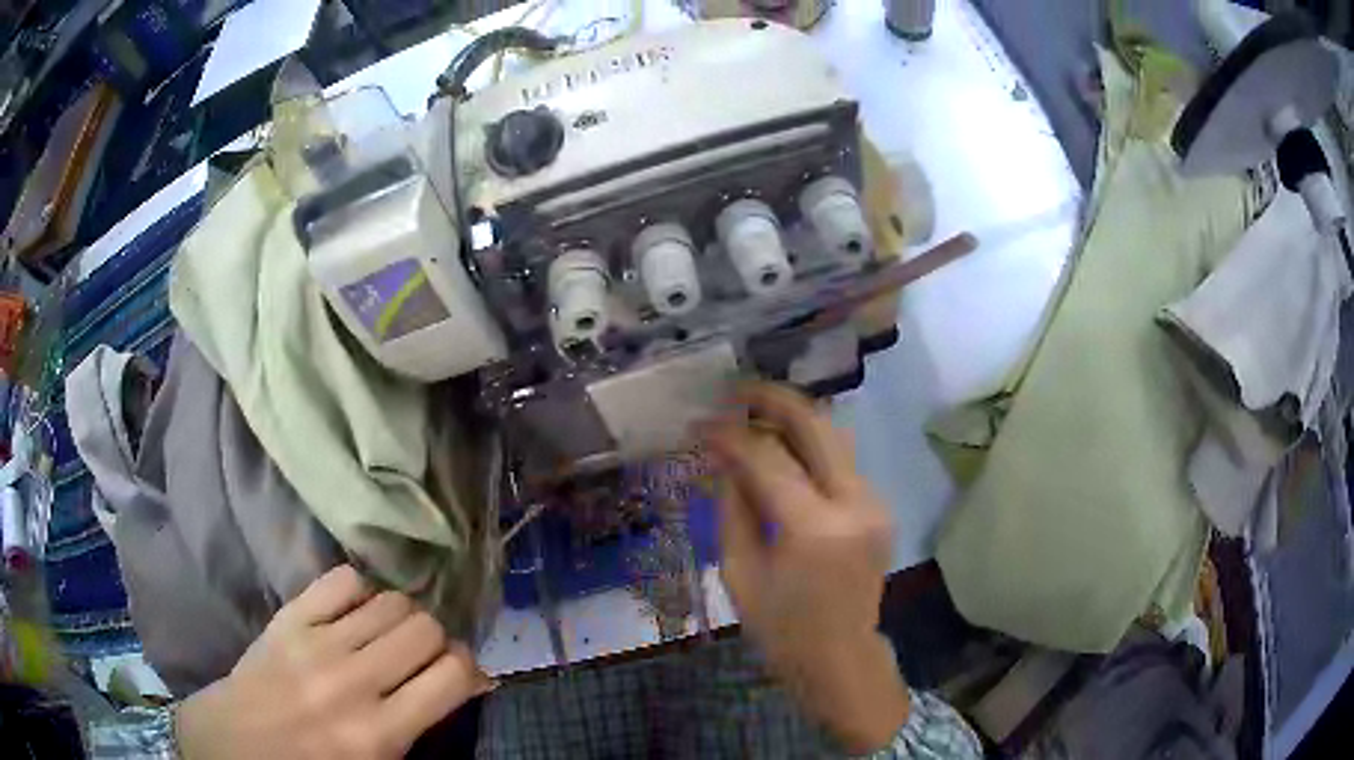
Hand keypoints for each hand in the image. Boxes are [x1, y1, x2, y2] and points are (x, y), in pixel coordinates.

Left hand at [176, 566, 491, 759]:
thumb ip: (422, 732)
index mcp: (379, 733)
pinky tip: (355, 614)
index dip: (469, 670)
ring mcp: (315, 642)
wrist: (233, 746)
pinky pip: (343, 580)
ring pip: (392, 600)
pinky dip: (361, 592)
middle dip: (437, 641)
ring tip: (389, 636)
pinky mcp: (288, 617)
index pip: (454, 675)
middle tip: (423, 658)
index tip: (460, 677)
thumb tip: (466, 684)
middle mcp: (352, 682)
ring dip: (403, 617)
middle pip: (426, 628)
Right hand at [701, 383, 908, 752]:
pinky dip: (809, 446)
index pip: (767, 458)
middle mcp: (855, 503)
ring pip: (834, 435)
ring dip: (794, 417)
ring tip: (753, 412)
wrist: (840, 658)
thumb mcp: (740, 572)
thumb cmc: (781, 628)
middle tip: (735, 391)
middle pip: (816, 425)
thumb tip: (721, 457)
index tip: (699, 423)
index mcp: (815, 529)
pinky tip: (780, 449)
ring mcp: (874, 502)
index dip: (729, 434)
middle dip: (773, 399)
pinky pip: (840, 461)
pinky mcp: (878, 507)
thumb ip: (732, 507)